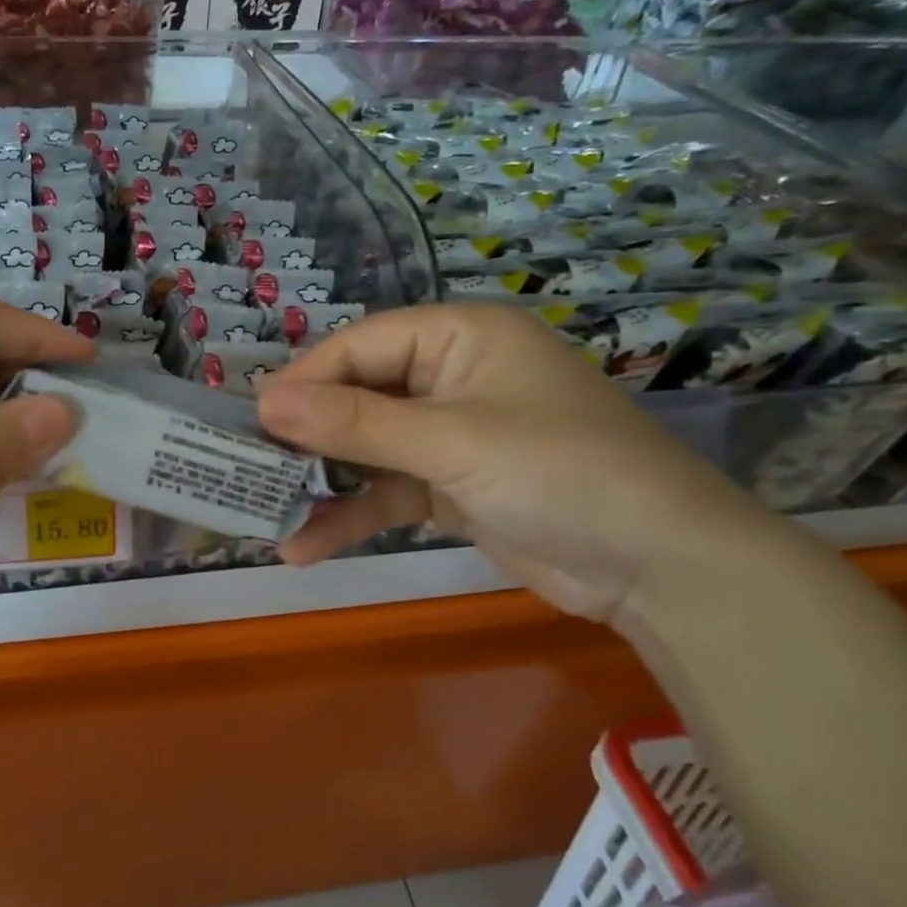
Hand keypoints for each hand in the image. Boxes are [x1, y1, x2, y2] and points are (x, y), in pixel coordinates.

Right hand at [254, 304, 775, 631]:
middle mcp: (449, 376)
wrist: (662, 569)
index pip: (359, 346)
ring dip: (320, 482)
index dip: (303, 381)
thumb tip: (263, 403)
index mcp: (456, 336)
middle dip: (305, 436)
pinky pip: (385, 490)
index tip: (249, 420)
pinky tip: (303, 547)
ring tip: (262, 512)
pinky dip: (350, 515)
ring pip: (365, 448)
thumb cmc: (561, 473)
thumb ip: (355, 423)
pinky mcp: (449, 484)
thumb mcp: (451, 442)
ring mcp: (448, 433)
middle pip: (355, 395)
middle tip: (244, 465)